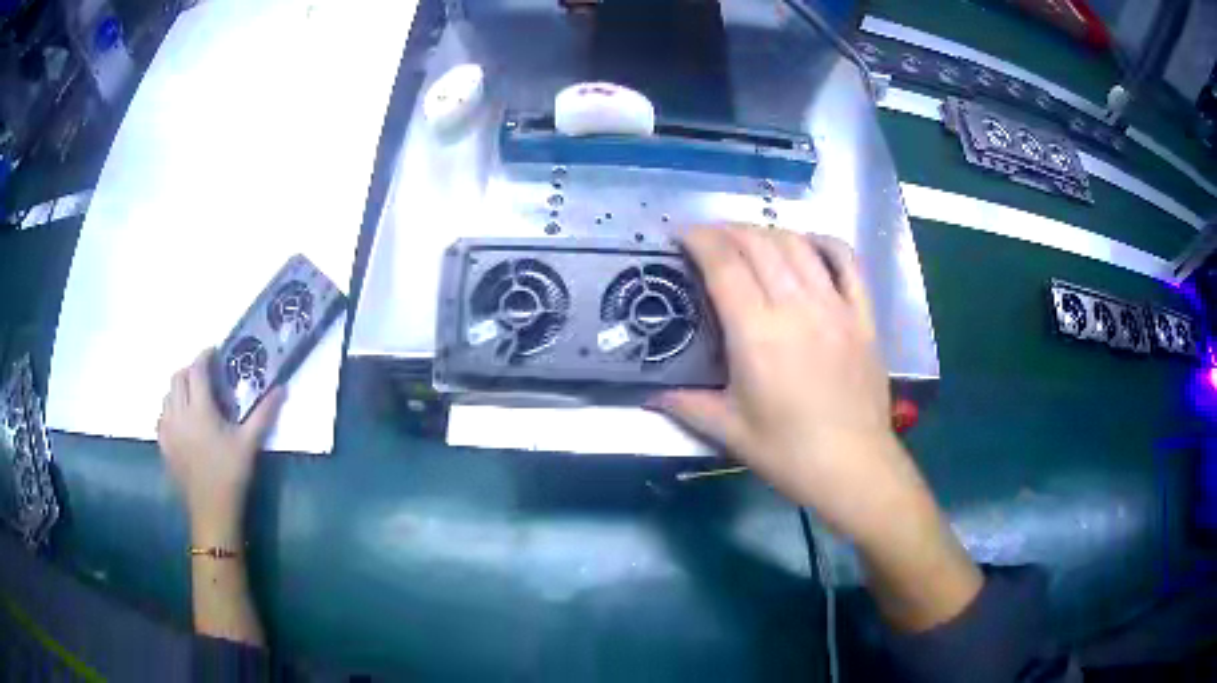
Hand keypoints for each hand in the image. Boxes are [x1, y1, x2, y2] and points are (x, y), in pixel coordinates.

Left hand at [157, 349, 283, 544]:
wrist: (212, 511)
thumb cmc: (231, 475)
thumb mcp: (249, 444)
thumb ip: (264, 414)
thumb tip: (281, 388)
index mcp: (199, 409)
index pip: (196, 369)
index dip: (204, 356)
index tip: (214, 353)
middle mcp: (179, 413)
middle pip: (177, 378)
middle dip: (190, 371)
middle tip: (205, 377)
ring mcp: (168, 429)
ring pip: (167, 396)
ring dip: (179, 390)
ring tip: (193, 398)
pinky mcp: (163, 445)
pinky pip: (162, 417)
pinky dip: (170, 410)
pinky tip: (181, 422)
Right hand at [653, 226, 908, 538]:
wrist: (852, 467)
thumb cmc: (788, 453)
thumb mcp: (729, 431)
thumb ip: (686, 404)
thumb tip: (649, 394)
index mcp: (758, 334)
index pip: (724, 264)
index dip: (699, 240)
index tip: (681, 236)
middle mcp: (797, 308)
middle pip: (759, 244)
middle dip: (727, 230)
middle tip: (708, 238)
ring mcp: (835, 307)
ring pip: (798, 245)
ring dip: (768, 232)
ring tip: (748, 239)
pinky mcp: (862, 316)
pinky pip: (847, 262)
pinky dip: (824, 243)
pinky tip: (807, 244)